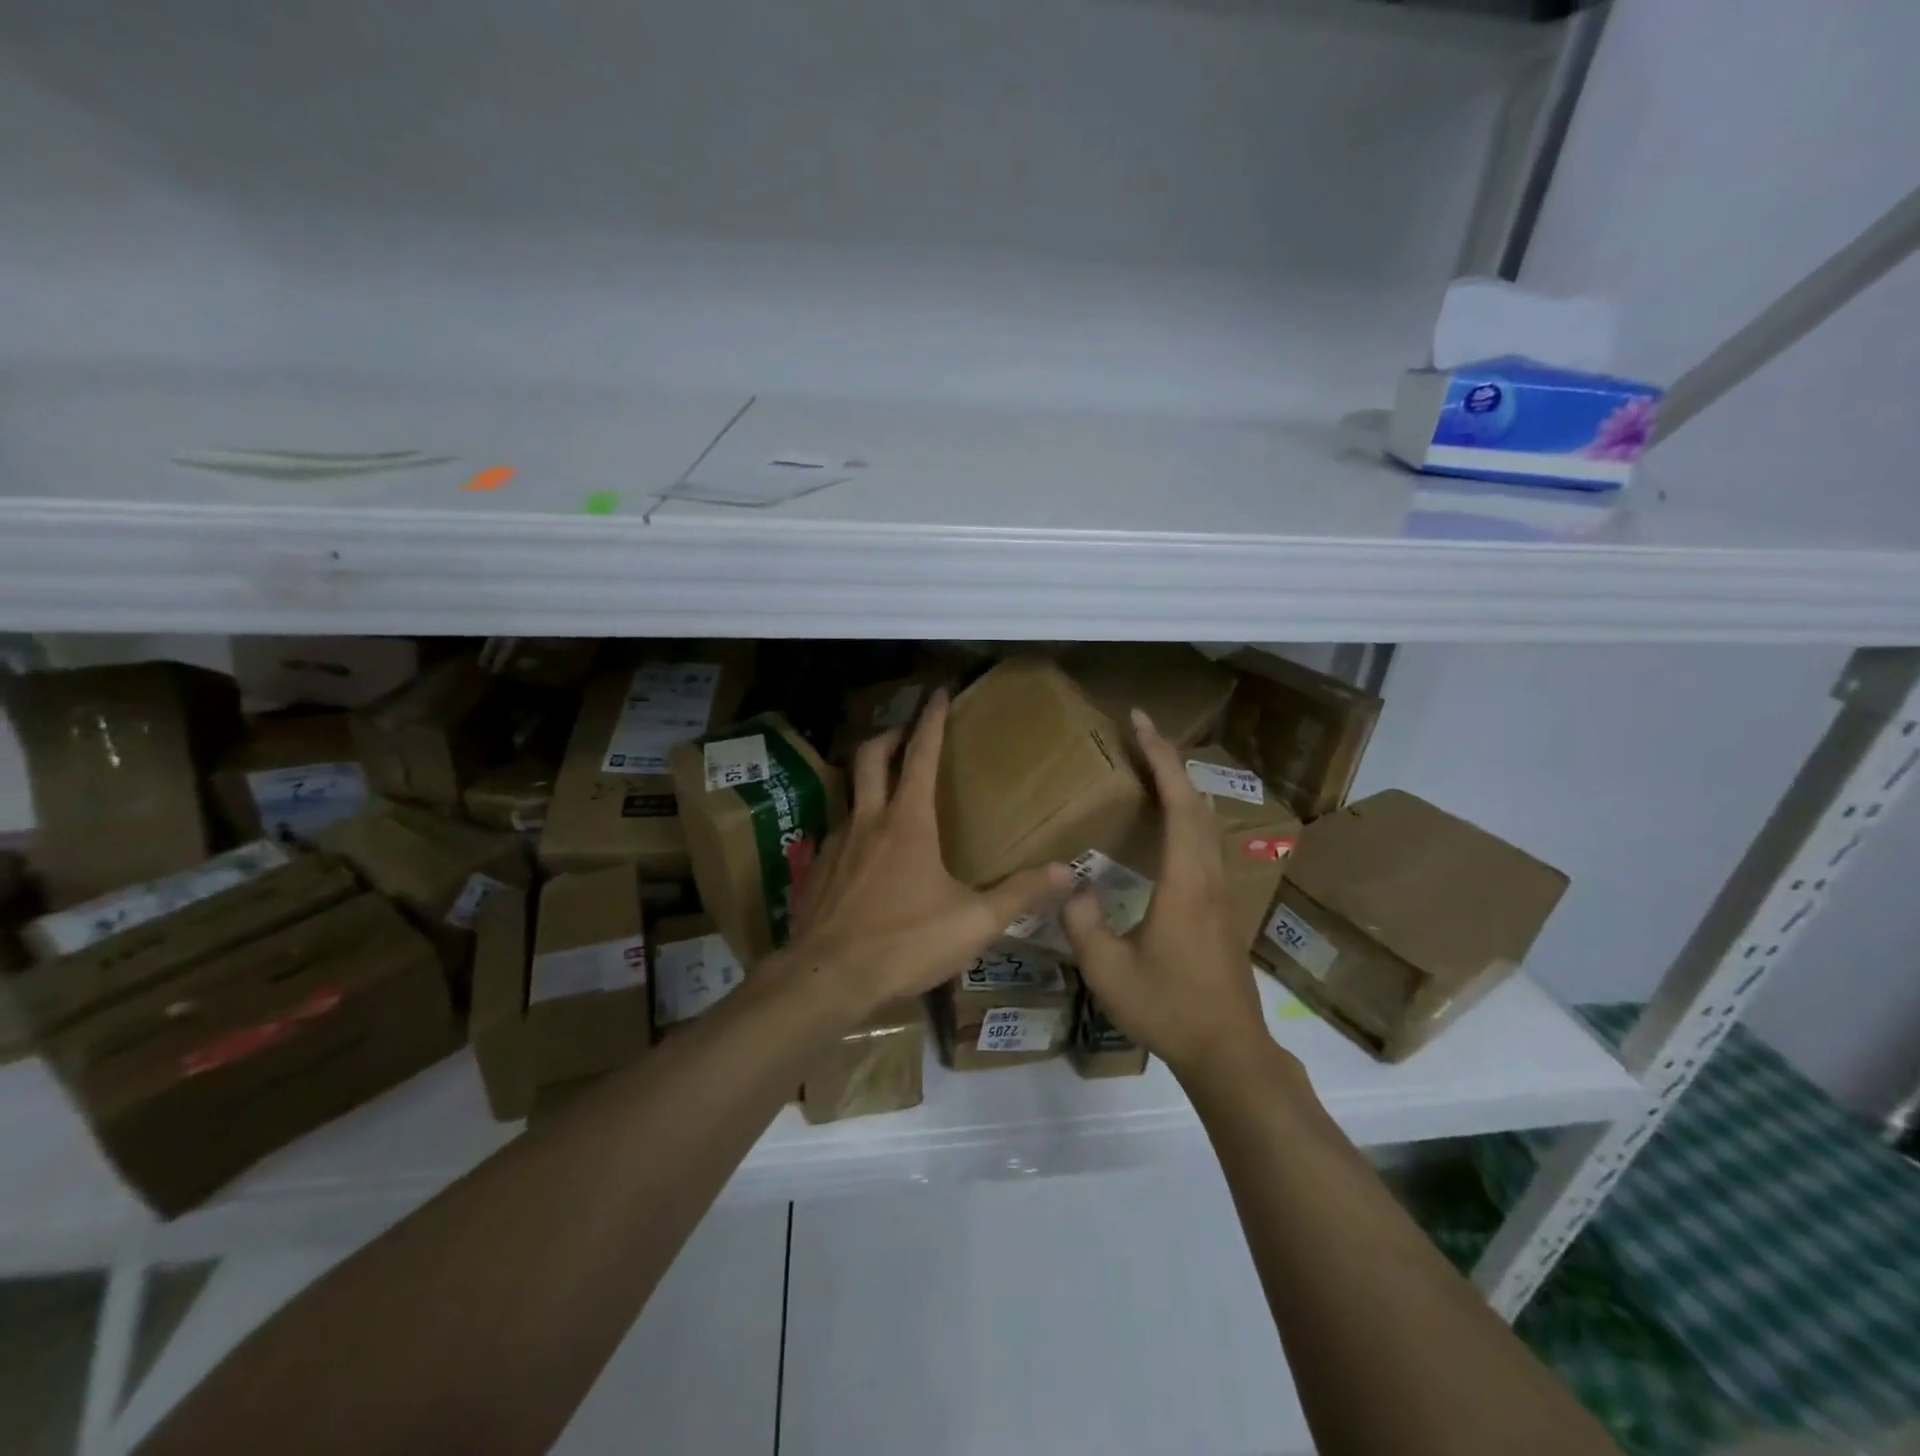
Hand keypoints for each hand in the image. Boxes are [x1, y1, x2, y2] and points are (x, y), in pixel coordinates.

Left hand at [784, 689, 1072, 1019]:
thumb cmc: (904, 943)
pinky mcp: (816, 869)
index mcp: (908, 822)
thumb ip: (1020, 893)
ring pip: (849, 791)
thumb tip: (1068, 871)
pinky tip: (865, 851)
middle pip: (871, 756)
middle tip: (907, 730)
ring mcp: (835, 843)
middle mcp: (868, 820)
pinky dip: (854, 823)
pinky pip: (837, 831)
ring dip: (868, 777)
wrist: (826, 979)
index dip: (932, 719)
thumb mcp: (973, 923)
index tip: (938, 691)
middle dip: (890, 733)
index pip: (922, 754)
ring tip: (887, 787)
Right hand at [1062, 709, 1275, 1081]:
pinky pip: (1207, 839)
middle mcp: (1209, 873)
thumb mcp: (1107, 969)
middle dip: (1169, 759)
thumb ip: (1081, 921)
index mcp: (1184, 880)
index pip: (1177, 801)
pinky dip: (1188, 811)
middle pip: (1197, 800)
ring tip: (1152, 766)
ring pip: (1207, 819)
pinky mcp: (1224, 905)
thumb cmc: (1168, 1007)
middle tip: (1140, 732)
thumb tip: (1069, 884)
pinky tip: (1172, 822)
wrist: (1227, 1049)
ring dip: (1182, 784)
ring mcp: (1222, 889)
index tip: (1139, 721)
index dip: (1158, 756)